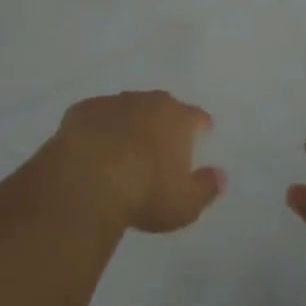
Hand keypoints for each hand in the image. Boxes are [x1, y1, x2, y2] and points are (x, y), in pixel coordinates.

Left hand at [40, 90, 226, 233]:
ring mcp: (114, 102)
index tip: (200, 135)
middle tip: (160, 146)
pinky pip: (97, 116)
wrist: (88, 179)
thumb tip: (222, 175)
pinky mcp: (84, 109)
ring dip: (130, 123)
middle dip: (164, 122)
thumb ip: (207, 187)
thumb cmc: (145, 193)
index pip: (197, 117)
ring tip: (125, 149)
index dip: (200, 126)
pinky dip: (99, 129)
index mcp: (178, 119)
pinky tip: (93, 150)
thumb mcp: (185, 204)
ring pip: (128, 108)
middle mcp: (149, 101)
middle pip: (163, 106)